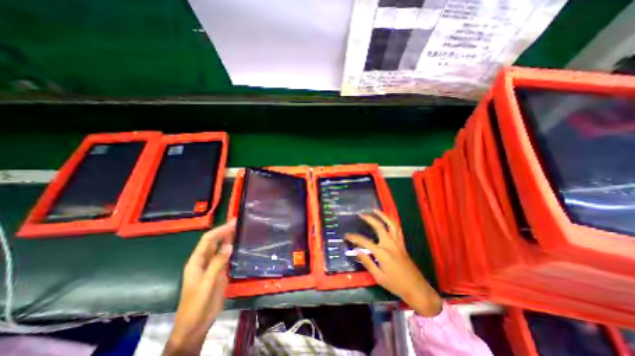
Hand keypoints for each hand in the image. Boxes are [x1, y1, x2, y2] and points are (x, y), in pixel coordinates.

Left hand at [162, 221, 234, 354]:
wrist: (196, 325)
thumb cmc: (197, 305)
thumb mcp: (207, 284)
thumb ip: (217, 264)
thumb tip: (229, 245)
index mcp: (196, 262)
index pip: (208, 240)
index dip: (219, 230)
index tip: (232, 222)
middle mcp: (203, 261)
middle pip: (214, 241)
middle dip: (224, 230)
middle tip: (238, 222)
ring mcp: (211, 266)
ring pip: (220, 247)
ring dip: (228, 237)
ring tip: (239, 228)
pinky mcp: (218, 271)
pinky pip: (225, 256)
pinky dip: (231, 248)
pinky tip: (238, 244)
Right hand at [347, 210, 442, 315]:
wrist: (417, 289)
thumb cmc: (396, 284)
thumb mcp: (378, 277)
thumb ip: (367, 262)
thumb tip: (357, 250)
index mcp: (382, 253)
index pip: (364, 241)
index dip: (354, 237)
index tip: (346, 235)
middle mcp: (390, 244)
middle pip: (379, 226)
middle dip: (369, 218)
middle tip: (361, 214)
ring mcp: (398, 242)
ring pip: (391, 224)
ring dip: (382, 215)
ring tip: (375, 210)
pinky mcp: (402, 244)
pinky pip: (397, 228)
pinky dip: (391, 221)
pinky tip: (387, 219)